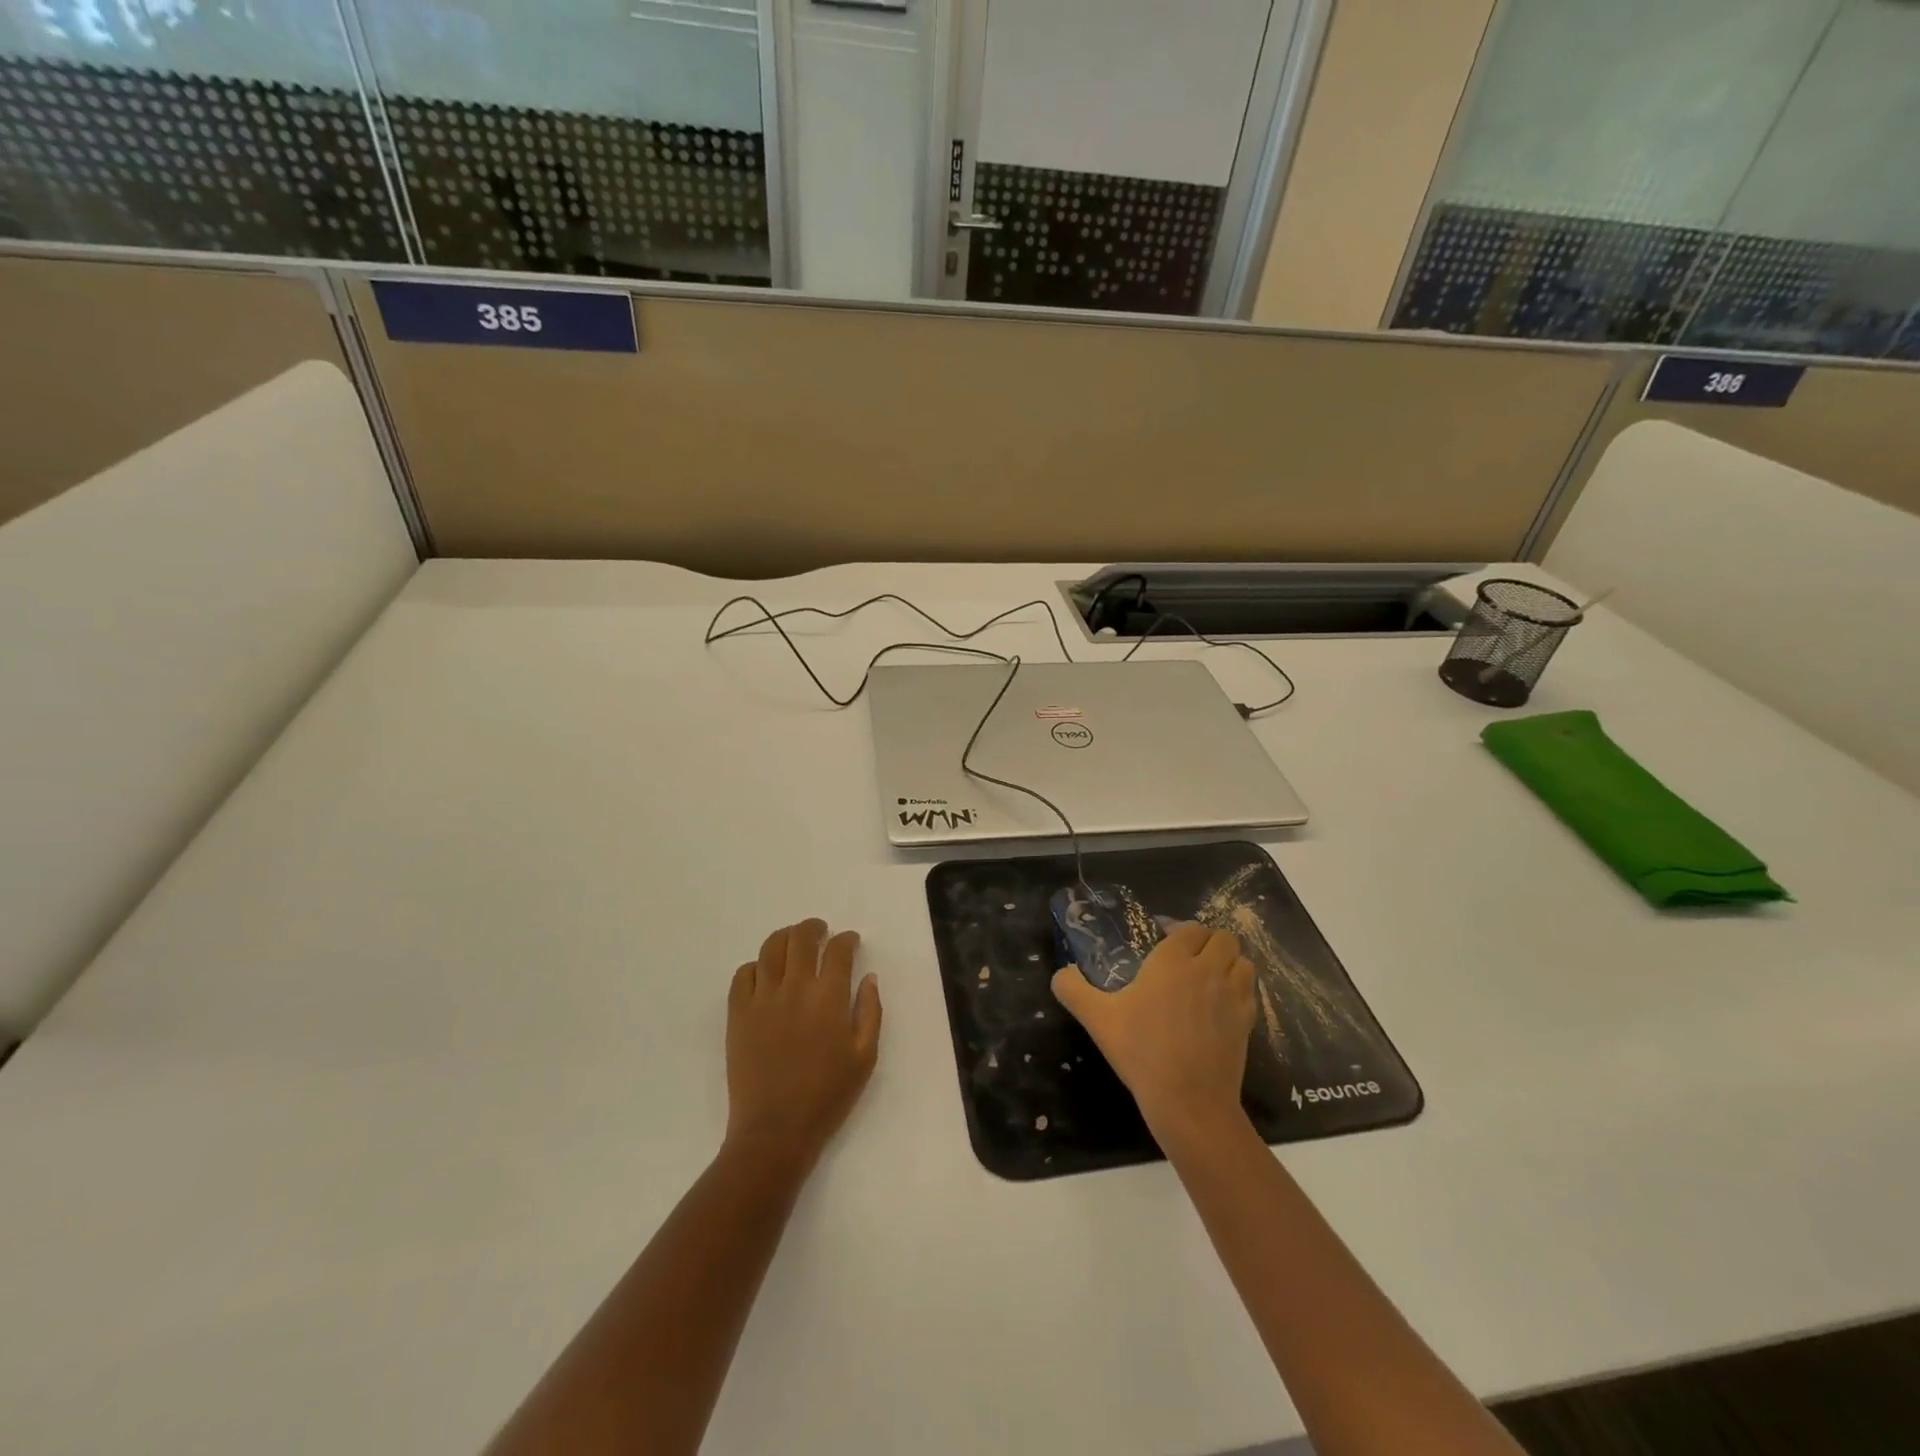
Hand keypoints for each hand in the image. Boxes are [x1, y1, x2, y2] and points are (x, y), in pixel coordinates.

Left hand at [725, 919, 882, 1172]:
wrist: (775, 1131)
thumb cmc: (828, 1096)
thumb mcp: (865, 1057)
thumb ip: (871, 1011)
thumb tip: (869, 978)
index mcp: (829, 997)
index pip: (838, 950)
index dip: (847, 939)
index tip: (851, 941)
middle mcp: (795, 987)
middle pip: (801, 938)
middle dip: (814, 928)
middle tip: (820, 931)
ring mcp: (762, 999)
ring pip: (770, 948)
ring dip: (785, 937)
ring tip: (792, 941)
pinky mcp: (738, 1014)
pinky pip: (742, 975)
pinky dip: (755, 965)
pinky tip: (764, 973)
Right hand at [1052, 922, 1256, 1141]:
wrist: (1189, 1101)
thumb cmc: (1142, 1051)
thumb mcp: (1097, 1018)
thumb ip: (1073, 989)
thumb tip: (1061, 974)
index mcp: (1173, 961)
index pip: (1189, 928)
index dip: (1178, 931)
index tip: (1161, 943)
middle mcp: (1208, 970)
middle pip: (1223, 938)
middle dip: (1207, 942)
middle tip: (1186, 960)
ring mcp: (1233, 996)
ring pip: (1243, 961)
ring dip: (1228, 963)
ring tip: (1208, 979)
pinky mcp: (1248, 1023)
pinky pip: (1250, 991)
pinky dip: (1239, 990)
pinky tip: (1219, 1007)